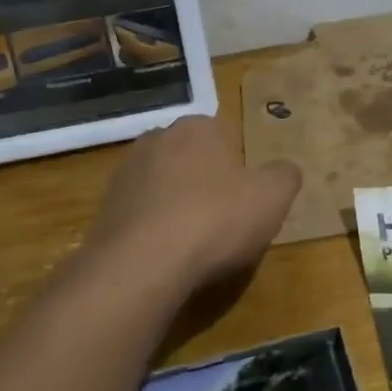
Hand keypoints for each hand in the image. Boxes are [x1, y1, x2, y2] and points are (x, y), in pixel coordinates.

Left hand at [86, 114, 301, 289]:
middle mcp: (157, 139)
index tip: (245, 196)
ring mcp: (125, 173)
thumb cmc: (217, 219)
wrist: (143, 263)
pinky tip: (166, 254)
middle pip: (190, 157)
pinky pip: (140, 213)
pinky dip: (153, 228)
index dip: (237, 165)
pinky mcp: (104, 208)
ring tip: (194, 242)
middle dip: (204, 180)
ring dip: (176, 204)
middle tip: (223, 217)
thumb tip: (286, 169)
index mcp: (198, 127)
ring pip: (162, 184)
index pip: (223, 134)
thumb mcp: (272, 197)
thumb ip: (285, 176)